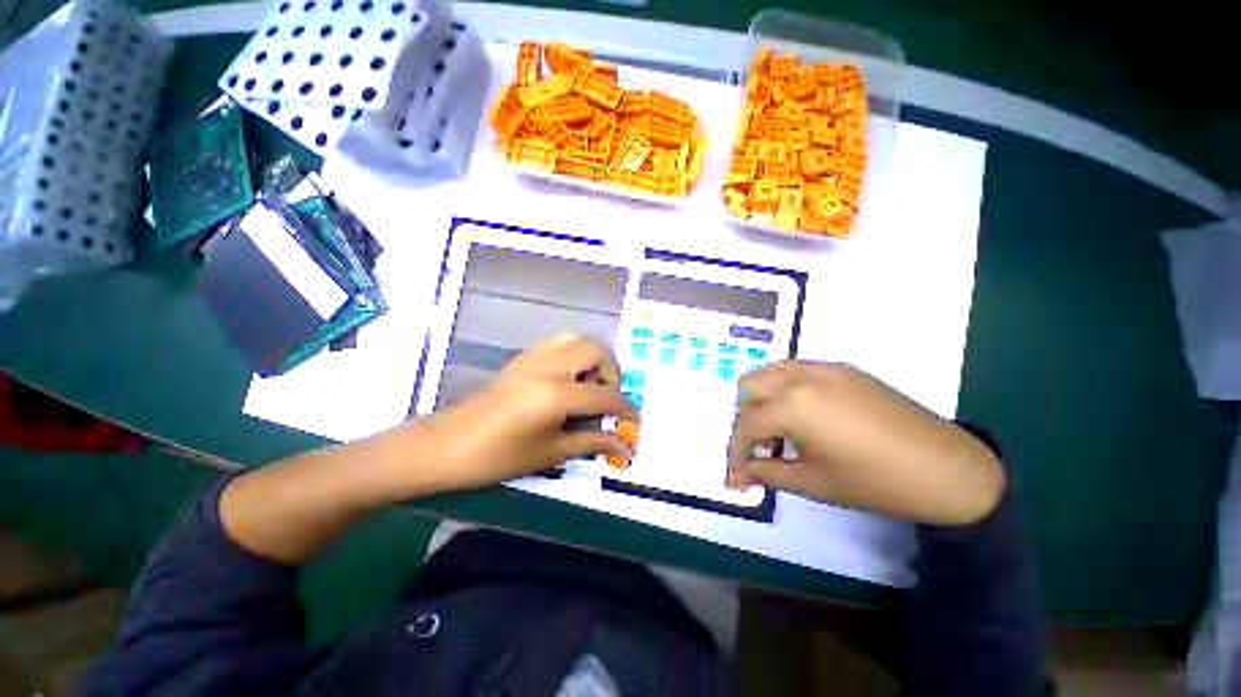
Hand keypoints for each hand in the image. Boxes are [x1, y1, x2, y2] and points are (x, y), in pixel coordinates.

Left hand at [418, 333, 638, 491]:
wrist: (448, 445)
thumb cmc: (498, 457)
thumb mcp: (550, 453)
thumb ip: (592, 443)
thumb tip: (624, 448)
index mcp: (554, 395)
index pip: (605, 395)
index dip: (625, 408)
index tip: (634, 419)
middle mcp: (547, 367)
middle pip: (596, 350)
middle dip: (611, 373)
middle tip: (606, 398)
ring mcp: (533, 357)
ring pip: (577, 339)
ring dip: (593, 359)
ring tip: (589, 386)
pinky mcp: (523, 357)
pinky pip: (559, 343)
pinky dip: (574, 355)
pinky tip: (569, 380)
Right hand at [727, 361, 1004, 524]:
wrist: (947, 468)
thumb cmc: (875, 481)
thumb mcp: (813, 482)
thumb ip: (766, 473)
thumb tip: (736, 478)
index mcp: (791, 404)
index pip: (745, 425)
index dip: (737, 452)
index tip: (737, 473)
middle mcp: (799, 376)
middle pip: (748, 387)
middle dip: (746, 417)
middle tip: (762, 447)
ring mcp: (822, 368)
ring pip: (770, 372)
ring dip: (764, 399)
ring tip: (781, 430)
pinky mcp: (842, 369)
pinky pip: (797, 370)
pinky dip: (787, 389)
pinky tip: (806, 416)